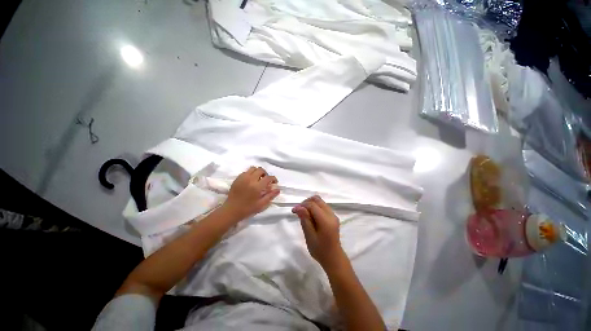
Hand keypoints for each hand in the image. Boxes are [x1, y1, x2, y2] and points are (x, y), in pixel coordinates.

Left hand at [222, 166, 279, 221]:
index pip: (268, 177)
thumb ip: (270, 196)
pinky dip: (250, 174)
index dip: (273, 179)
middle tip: (266, 180)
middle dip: (265, 174)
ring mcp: (243, 178)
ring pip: (253, 168)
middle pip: (261, 170)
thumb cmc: (248, 209)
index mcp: (257, 187)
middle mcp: (250, 180)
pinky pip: (246, 172)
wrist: (231, 210)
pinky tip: (250, 181)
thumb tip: (278, 189)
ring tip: (258, 179)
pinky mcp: (237, 178)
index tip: (274, 182)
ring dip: (257, 172)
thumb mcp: (261, 204)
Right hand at [292, 196, 344, 269]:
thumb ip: (305, 219)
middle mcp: (331, 214)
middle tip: (299, 211)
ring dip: (311, 204)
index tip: (293, 211)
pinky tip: (310, 216)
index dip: (302, 205)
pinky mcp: (333, 217)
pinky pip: (323, 206)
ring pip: (320, 202)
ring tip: (303, 214)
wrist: (333, 258)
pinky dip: (315, 208)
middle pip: (317, 199)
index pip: (312, 205)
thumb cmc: (320, 250)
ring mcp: (333, 215)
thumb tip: (298, 207)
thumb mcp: (310, 236)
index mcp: (326, 220)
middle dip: (306, 202)